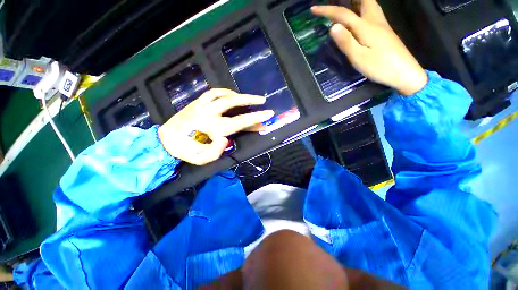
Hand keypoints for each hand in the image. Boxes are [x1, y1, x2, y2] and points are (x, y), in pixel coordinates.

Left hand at [158, 89, 273, 165]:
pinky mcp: (196, 102)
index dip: (255, 118)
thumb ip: (215, 152)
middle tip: (263, 101)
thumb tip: (226, 138)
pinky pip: (213, 92)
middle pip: (233, 103)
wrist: (165, 140)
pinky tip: (233, 95)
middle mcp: (208, 114)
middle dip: (250, 101)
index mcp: (212, 128)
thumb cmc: (186, 151)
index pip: (239, 122)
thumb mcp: (201, 159)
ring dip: (240, 95)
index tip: (268, 114)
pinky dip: (225, 92)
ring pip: (223, 95)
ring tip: (251, 99)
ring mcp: (201, 106)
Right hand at [311, 0, 427, 94]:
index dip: (327, 10)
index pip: (343, 14)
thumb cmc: (380, 67)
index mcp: (365, 27)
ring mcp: (381, 24)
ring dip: (356, 1)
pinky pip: (372, 11)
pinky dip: (362, 8)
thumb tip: (333, 27)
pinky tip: (359, 15)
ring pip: (369, 4)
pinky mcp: (385, 31)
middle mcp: (374, 20)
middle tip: (335, 3)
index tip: (313, 9)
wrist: (404, 72)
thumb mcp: (359, 57)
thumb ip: (346, 42)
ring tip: (346, 5)